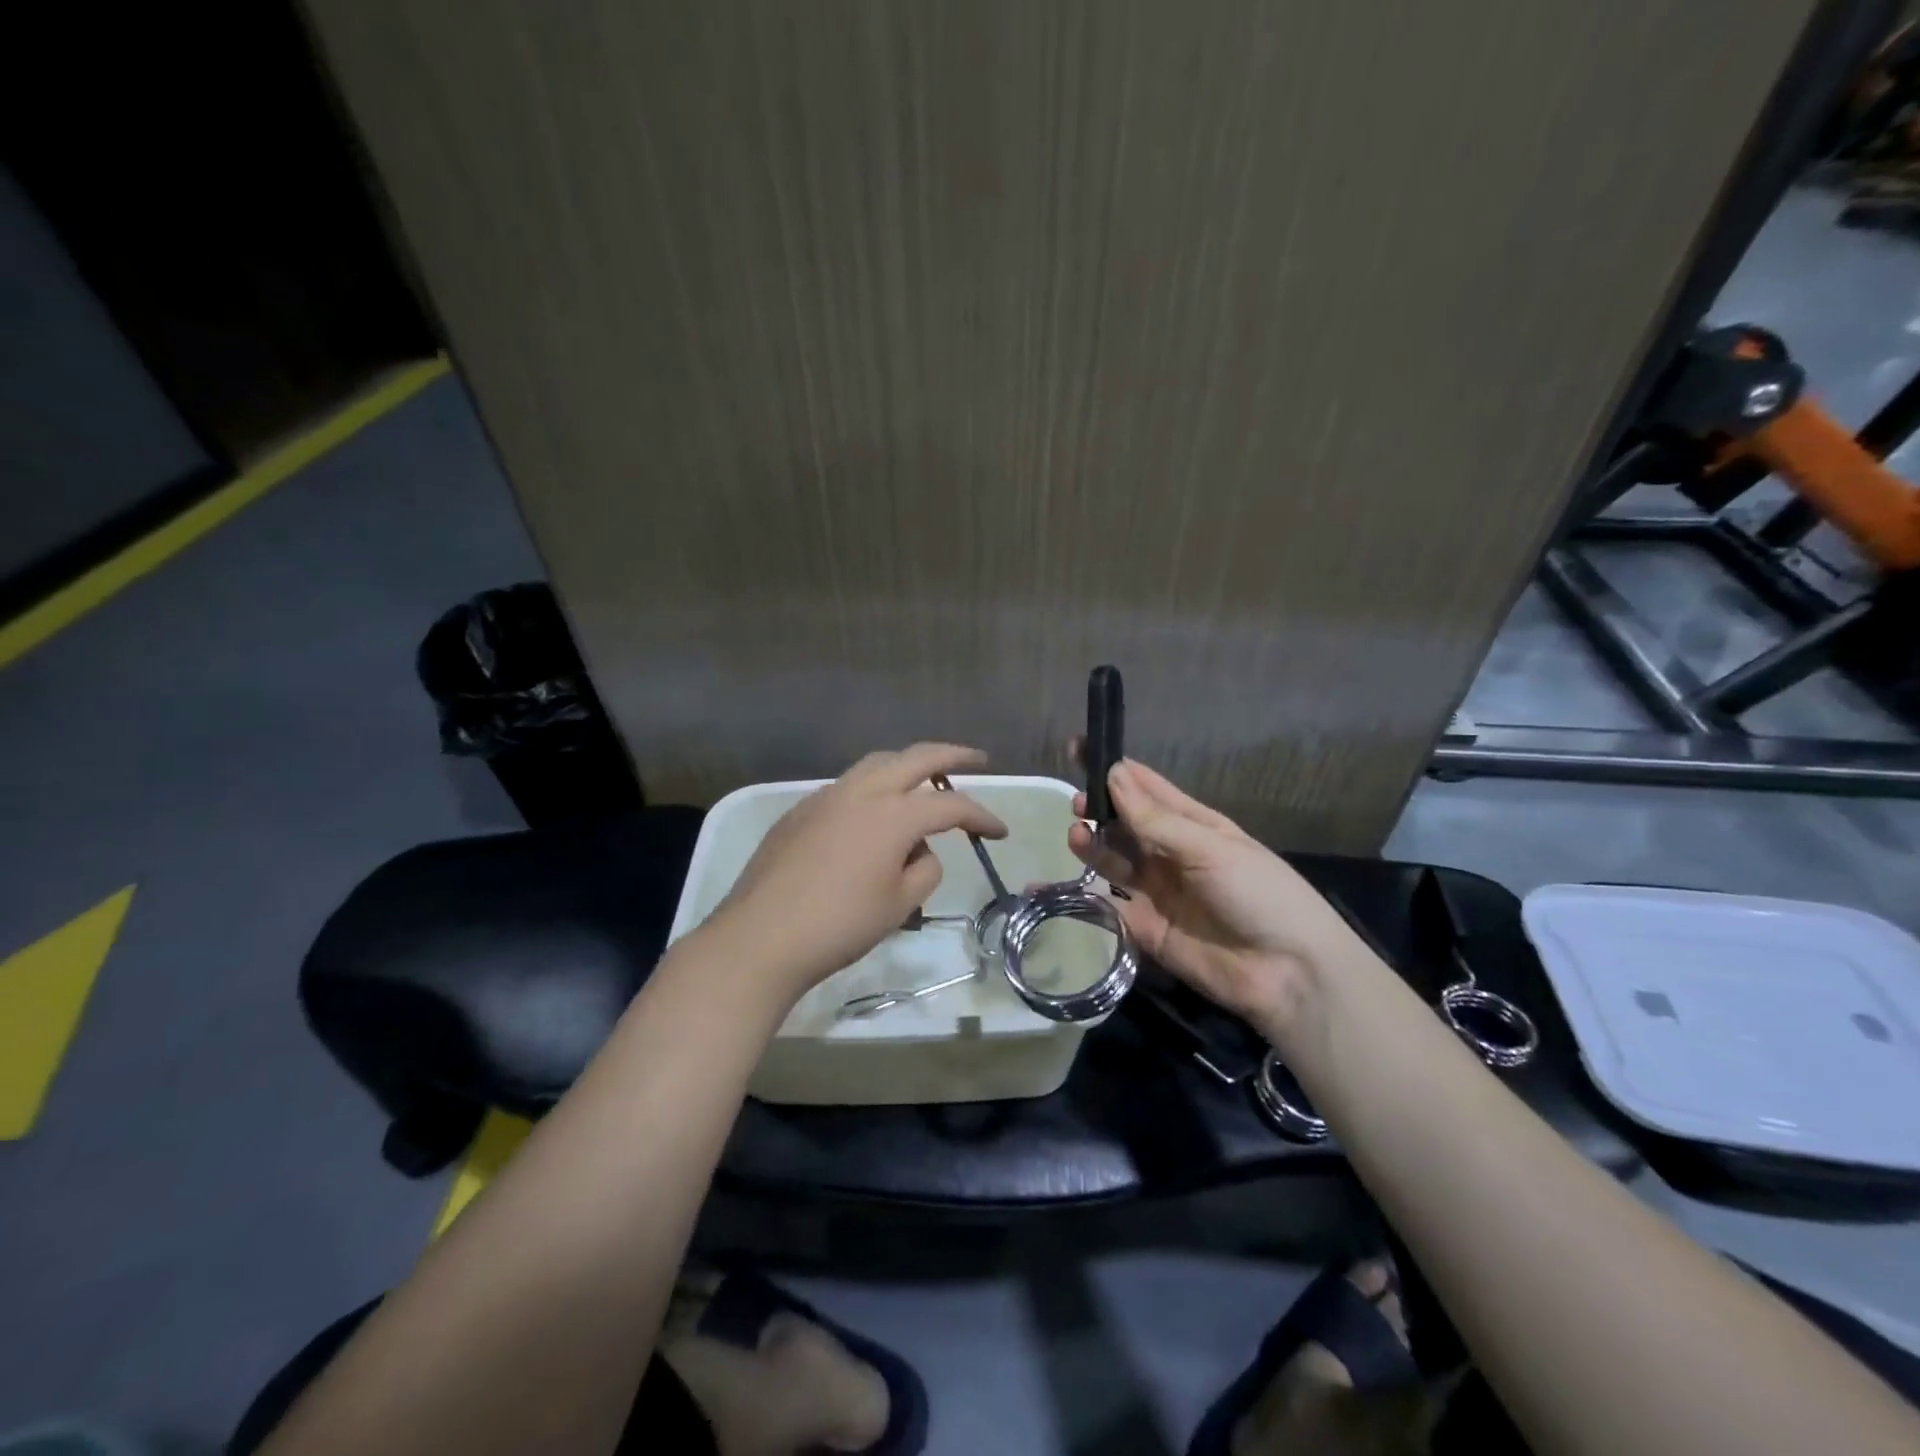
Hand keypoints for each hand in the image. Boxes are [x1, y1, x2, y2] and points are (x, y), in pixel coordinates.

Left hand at [708, 743, 1007, 1004]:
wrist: (761, 937)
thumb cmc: (840, 925)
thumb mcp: (900, 905)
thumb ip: (924, 869)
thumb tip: (918, 851)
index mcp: (892, 814)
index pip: (951, 806)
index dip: (981, 816)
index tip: (1000, 832)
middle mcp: (861, 792)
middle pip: (916, 757)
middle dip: (952, 755)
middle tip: (977, 759)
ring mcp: (826, 796)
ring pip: (876, 764)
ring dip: (907, 766)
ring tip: (924, 781)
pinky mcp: (800, 811)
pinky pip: (847, 787)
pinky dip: (873, 789)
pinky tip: (872, 816)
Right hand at [1067, 756, 1370, 1042]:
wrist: (1288, 975)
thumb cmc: (1260, 895)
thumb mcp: (1209, 848)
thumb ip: (1155, 819)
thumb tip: (1113, 772)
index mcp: (1194, 825)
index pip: (1146, 788)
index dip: (1113, 769)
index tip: (1078, 747)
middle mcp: (1171, 854)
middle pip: (1125, 824)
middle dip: (1099, 808)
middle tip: (1076, 802)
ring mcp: (1157, 892)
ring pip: (1114, 861)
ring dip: (1094, 845)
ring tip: (1077, 833)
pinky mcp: (1145, 930)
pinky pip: (1109, 907)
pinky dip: (1085, 895)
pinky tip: (1066, 883)